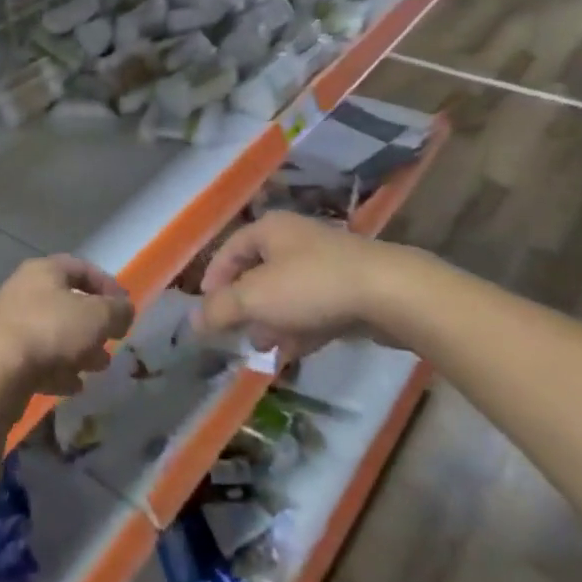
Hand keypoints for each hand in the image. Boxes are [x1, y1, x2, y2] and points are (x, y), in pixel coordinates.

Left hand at [0, 255, 133, 401]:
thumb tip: (125, 310)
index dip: (108, 286)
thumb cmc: (51, 330)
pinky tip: (73, 386)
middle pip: (67, 303)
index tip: (126, 308)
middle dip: (94, 324)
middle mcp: (25, 291)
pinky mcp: (3, 356)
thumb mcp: (98, 316)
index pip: (82, 268)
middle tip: (113, 340)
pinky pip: (39, 359)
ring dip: (79, 349)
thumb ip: (118, 311)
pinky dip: (58, 370)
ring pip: (54, 333)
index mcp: (44, 271)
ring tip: (98, 367)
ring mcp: (11, 324)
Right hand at [193, 211, 437, 360]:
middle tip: (236, 333)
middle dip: (245, 306)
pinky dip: (301, 327)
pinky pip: (315, 307)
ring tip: (265, 348)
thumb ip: (220, 309)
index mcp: (270, 229)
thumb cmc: (311, 285)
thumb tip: (192, 321)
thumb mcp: (255, 298)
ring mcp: (325, 263)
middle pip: (259, 273)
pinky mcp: (350, 288)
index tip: (207, 309)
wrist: (389, 293)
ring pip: (287, 294)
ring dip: (272, 321)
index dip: (214, 278)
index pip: (230, 249)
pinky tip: (296, 351)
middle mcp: (295, 240)